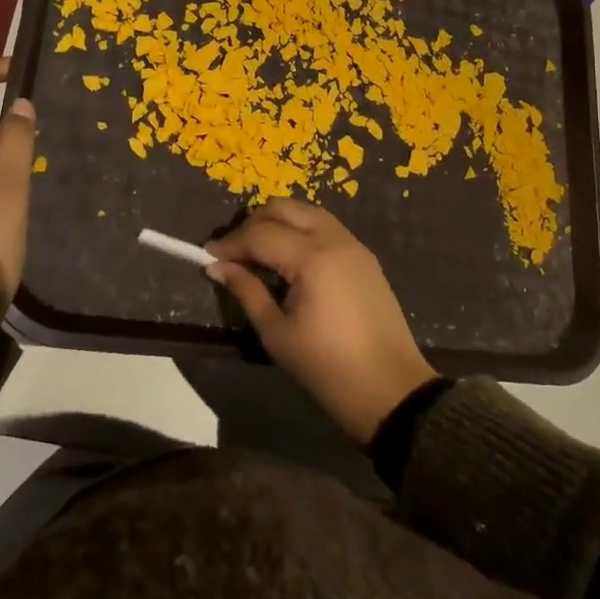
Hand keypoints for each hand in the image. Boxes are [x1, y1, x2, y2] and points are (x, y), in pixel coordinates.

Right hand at [207, 200, 436, 442]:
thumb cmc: (327, 368)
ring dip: (279, 223)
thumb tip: (217, 266)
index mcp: (312, 257)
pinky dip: (301, 231)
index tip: (208, 256)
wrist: (391, 390)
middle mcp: (334, 239)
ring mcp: (353, 244)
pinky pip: (325, 227)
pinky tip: (289, 259)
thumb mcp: (277, 333)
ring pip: (306, 212)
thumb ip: (247, 291)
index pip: (260, 234)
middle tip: (234, 252)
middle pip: (284, 208)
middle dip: (254, 223)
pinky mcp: (365, 256)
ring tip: (259, 253)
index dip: (231, 243)